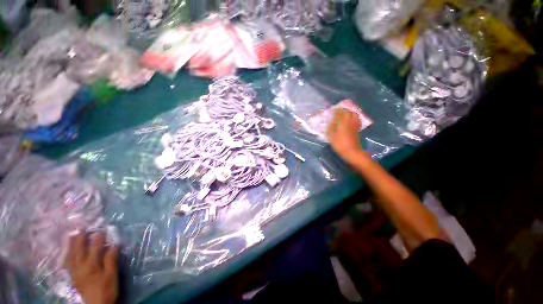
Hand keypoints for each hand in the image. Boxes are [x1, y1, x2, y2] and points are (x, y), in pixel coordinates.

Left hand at [66, 232, 118, 303]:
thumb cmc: (107, 289)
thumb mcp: (112, 275)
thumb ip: (111, 260)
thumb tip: (114, 245)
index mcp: (91, 266)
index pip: (95, 248)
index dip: (98, 239)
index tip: (101, 230)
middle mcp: (80, 267)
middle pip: (79, 251)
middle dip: (80, 239)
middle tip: (82, 229)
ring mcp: (75, 273)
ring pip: (71, 256)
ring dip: (71, 246)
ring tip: (72, 236)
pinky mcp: (73, 277)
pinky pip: (67, 264)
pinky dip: (67, 256)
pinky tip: (67, 253)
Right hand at [327, 108, 364, 163]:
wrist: (352, 152)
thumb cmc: (339, 144)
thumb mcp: (331, 136)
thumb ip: (330, 127)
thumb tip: (331, 120)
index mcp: (342, 122)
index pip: (340, 112)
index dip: (336, 110)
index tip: (333, 108)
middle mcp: (350, 121)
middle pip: (348, 112)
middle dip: (344, 110)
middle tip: (339, 111)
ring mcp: (355, 125)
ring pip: (354, 115)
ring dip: (350, 113)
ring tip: (345, 114)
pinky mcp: (357, 130)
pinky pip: (357, 120)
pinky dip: (354, 118)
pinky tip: (351, 120)